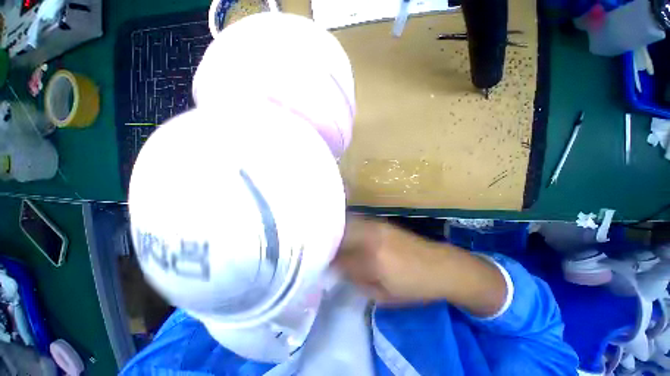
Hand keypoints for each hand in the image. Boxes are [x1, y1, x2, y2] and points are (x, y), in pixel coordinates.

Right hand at [333, 216, 506, 316]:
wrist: (442, 266)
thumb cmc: (414, 287)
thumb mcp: (384, 296)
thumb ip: (358, 281)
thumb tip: (340, 270)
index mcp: (372, 260)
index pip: (339, 258)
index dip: (328, 262)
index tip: (321, 264)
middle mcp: (371, 238)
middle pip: (340, 235)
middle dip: (328, 242)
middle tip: (321, 250)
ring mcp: (376, 225)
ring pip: (347, 225)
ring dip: (336, 232)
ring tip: (330, 240)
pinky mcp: (381, 221)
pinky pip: (357, 221)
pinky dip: (347, 226)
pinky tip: (345, 232)